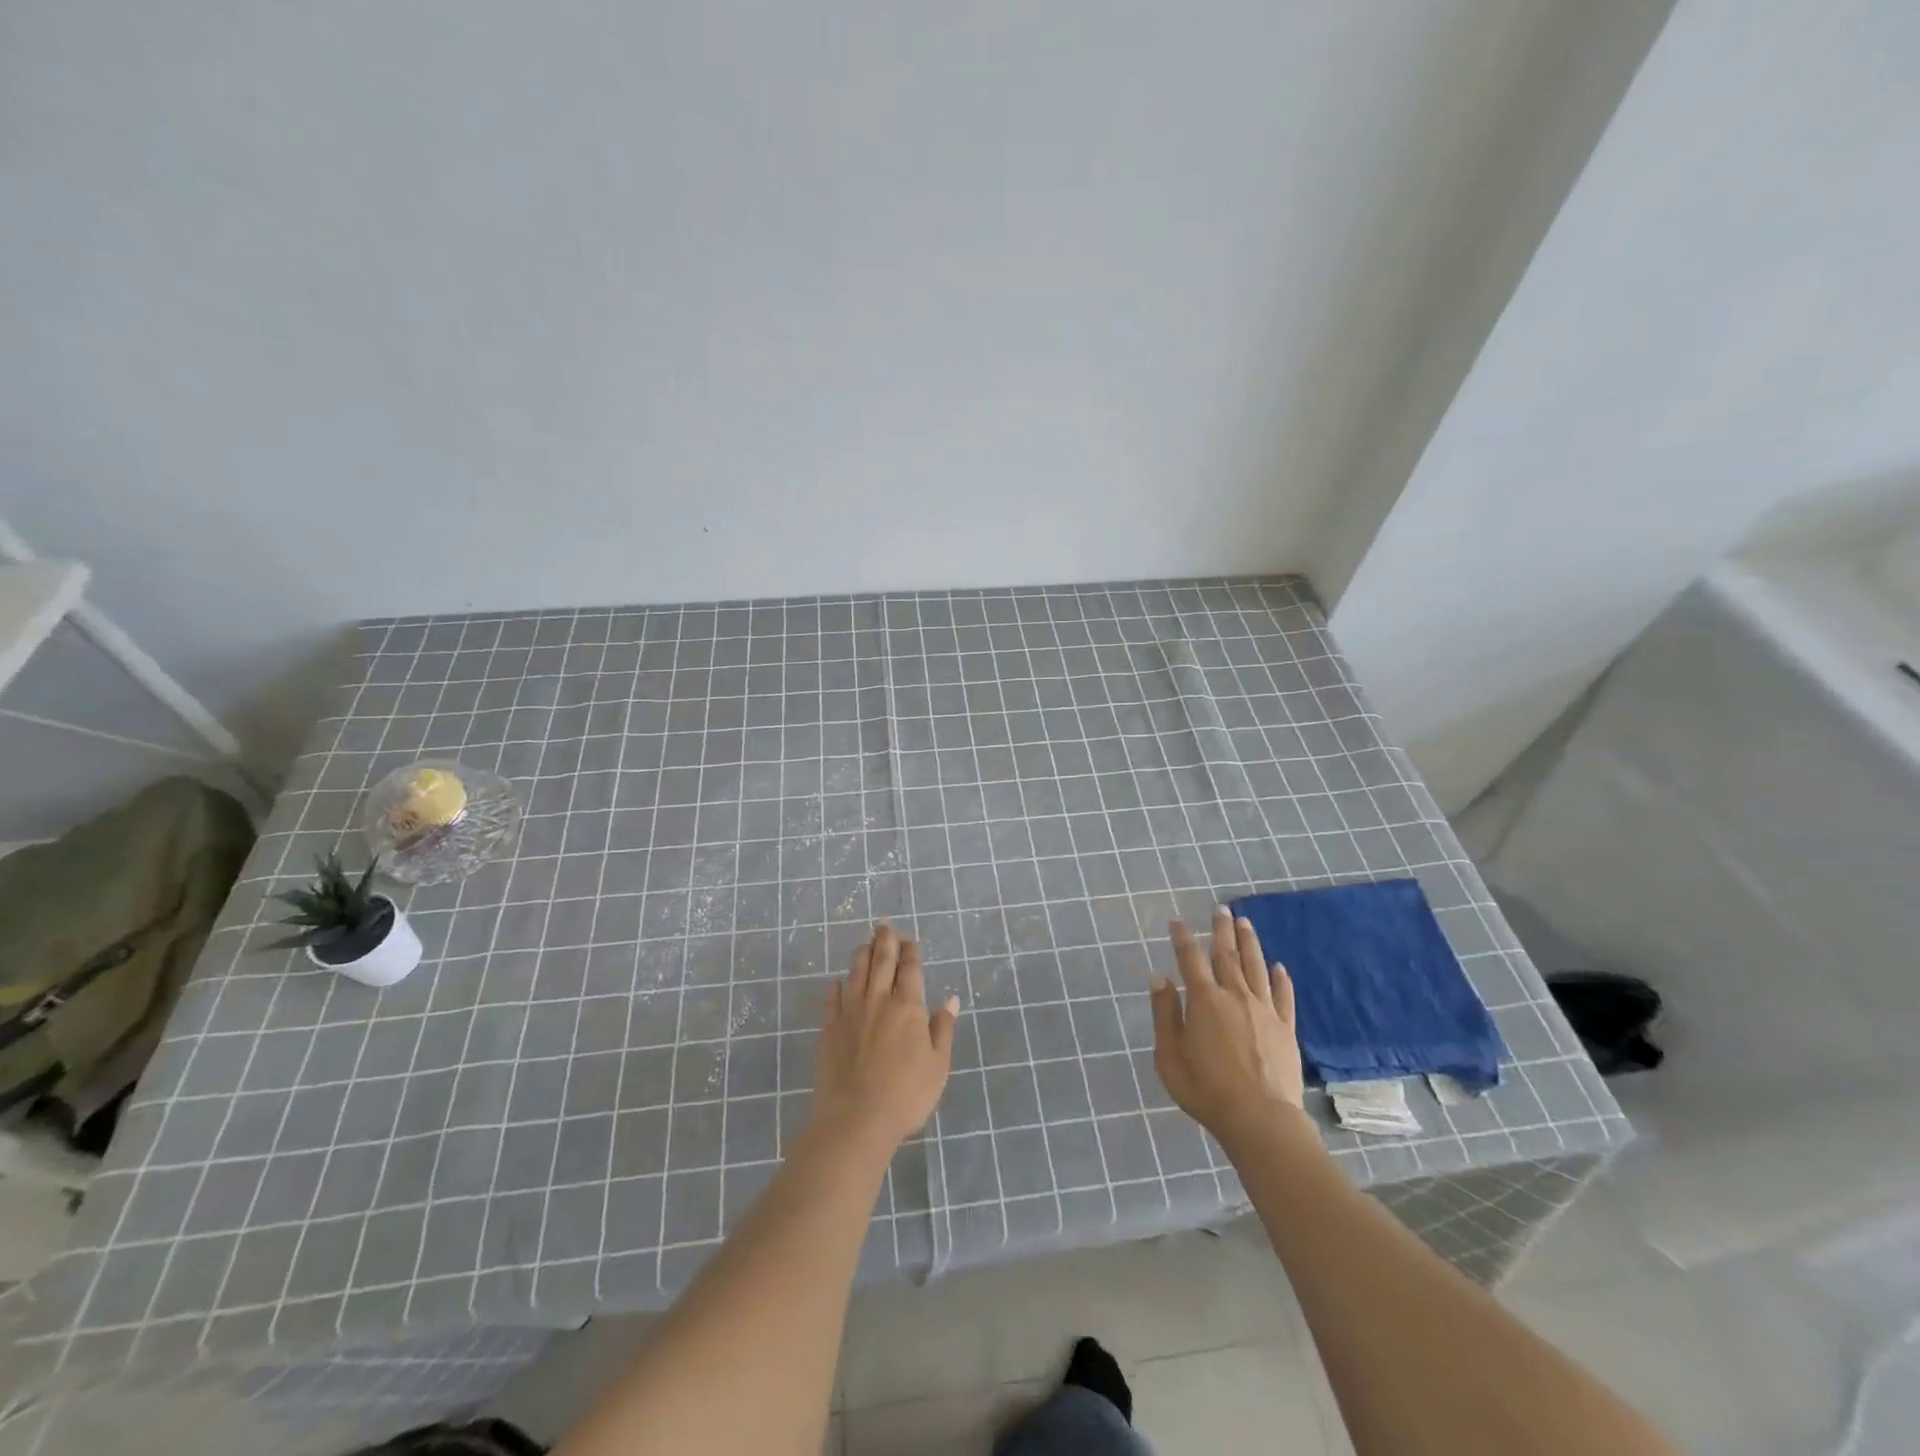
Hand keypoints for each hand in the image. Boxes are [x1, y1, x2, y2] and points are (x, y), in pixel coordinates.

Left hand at [811, 922, 960, 1156]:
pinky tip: (837, 981)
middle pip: (881, 961)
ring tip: (865, 943)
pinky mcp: (829, 1029)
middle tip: (884, 924)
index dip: (910, 951)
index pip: (910, 969)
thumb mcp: (938, 1065)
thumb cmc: (906, 1095)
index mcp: (908, 1007)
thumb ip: (943, 1029)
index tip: (909, 939)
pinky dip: (836, 986)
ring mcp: (850, 1013)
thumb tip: (950, 1000)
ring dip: (861, 955)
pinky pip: (832, 999)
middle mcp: (878, 1001)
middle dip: (885, 940)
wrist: (856, 1118)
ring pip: (856, 973)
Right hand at [1151, 907, 1307, 1151]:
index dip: (1182, 938)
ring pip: (1256, 967)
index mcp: (1204, 1001)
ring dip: (1250, 943)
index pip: (1190, 959)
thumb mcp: (1170, 1056)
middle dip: (1222, 930)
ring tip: (1245, 923)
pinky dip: (1281, 979)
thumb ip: (1165, 1015)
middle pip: (1227, 955)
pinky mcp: (1286, 1028)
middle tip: (1221, 909)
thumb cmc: (1206, 1090)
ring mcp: (1264, 1010)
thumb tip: (1159, 978)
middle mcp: (1235, 996)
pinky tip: (1279, 967)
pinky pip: (1284, 996)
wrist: (1261, 1121)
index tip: (1177, 921)